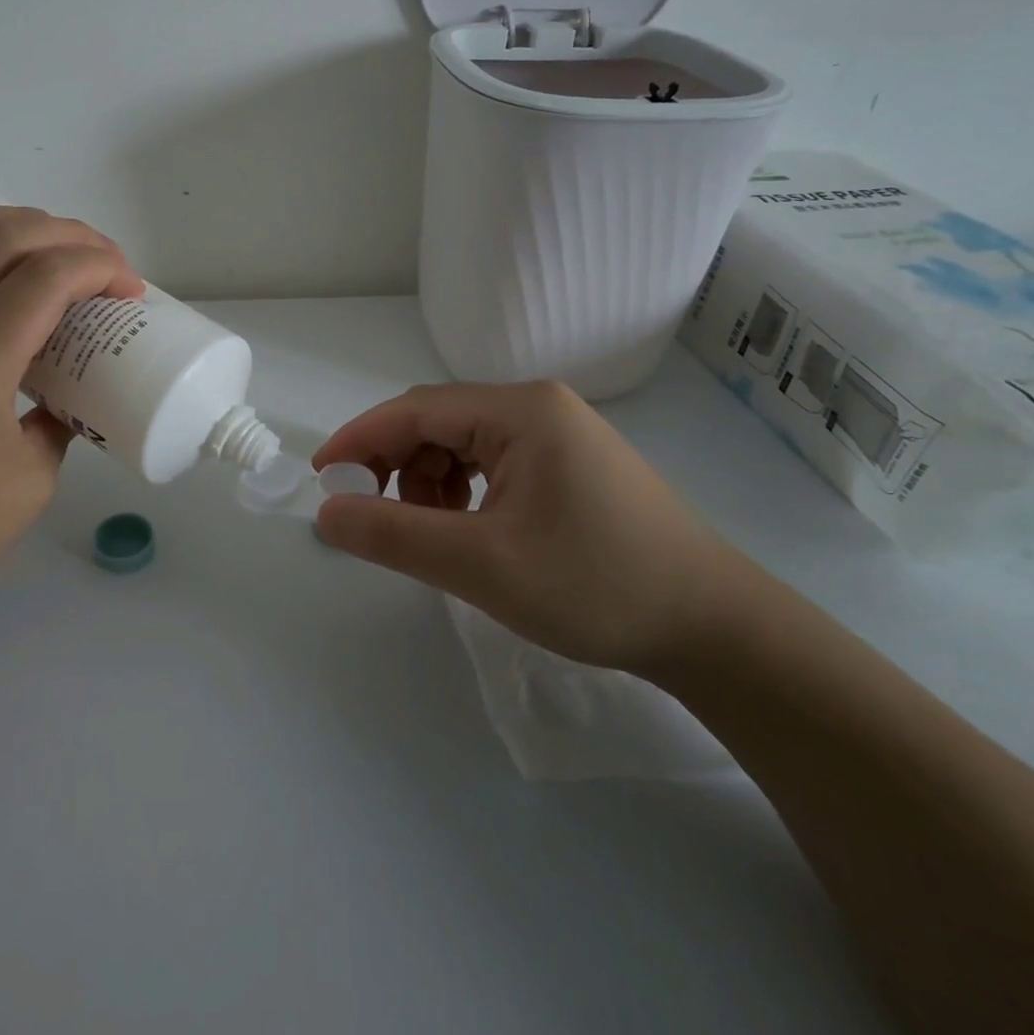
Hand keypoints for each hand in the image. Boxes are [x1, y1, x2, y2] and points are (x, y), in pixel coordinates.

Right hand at [311, 381, 758, 674]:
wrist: (713, 628)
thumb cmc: (595, 586)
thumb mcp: (481, 564)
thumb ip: (394, 535)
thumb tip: (326, 512)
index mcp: (521, 410)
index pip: (416, 409)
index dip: (360, 439)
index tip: (320, 478)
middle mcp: (538, 407)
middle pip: (439, 422)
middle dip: (396, 465)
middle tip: (372, 517)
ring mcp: (559, 434)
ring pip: (463, 444)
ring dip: (429, 483)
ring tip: (433, 535)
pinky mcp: (570, 464)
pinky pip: (494, 464)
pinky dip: (463, 493)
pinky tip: (469, 531)